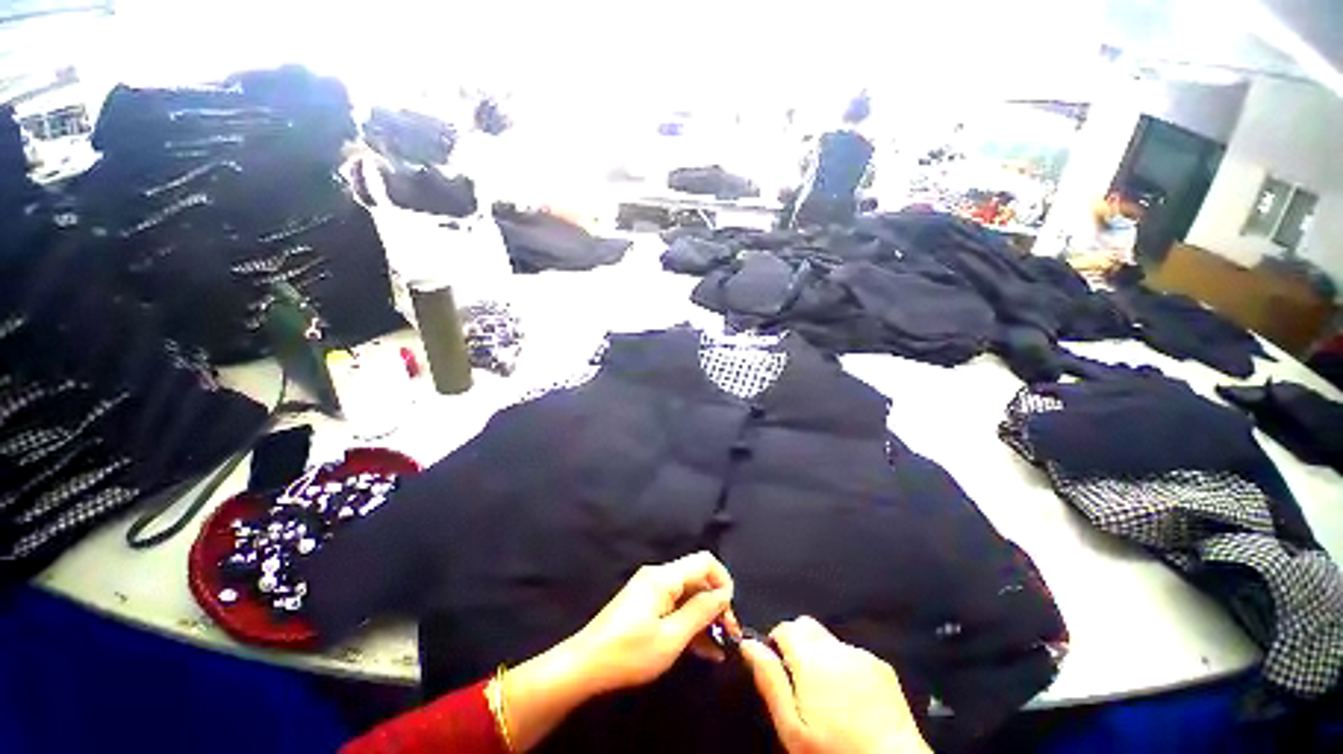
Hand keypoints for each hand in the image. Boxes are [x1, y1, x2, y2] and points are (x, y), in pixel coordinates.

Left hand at [566, 551, 739, 693]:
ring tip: (722, 648)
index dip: (723, 581)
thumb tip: (724, 595)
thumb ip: (700, 612)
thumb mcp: (671, 637)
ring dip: (705, 618)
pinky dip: (690, 623)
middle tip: (730, 636)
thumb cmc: (629, 652)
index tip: (732, 612)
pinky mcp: (645, 605)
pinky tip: (704, 649)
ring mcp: (651, 590)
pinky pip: (675, 606)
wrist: (585, 666)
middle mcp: (659, 576)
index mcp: (664, 577)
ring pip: (688, 595)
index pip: (705, 561)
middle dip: (717, 604)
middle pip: (697, 578)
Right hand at [741, 617, 930, 753]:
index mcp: (812, 658)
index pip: (784, 626)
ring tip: (827, 696)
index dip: (776, 644)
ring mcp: (863, 656)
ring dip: (821, 656)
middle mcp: (837, 648)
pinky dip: (844, 666)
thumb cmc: (835, 751)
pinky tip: (851, 699)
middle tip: (798, 683)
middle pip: (806, 625)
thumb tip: (749, 644)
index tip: (778, 671)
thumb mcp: (792, 728)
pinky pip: (853, 655)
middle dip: (797, 643)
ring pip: (829, 640)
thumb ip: (770, 681)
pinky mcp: (883, 668)